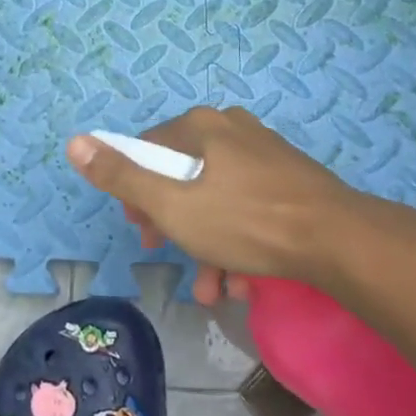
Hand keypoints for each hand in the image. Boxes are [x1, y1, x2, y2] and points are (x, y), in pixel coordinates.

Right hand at [66, 106, 415, 303]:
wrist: (340, 241)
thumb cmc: (247, 221)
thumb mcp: (173, 205)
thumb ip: (121, 177)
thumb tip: (74, 142)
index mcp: (201, 126)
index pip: (147, 150)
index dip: (135, 191)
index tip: (141, 229)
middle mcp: (231, 129)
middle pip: (182, 175)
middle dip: (173, 224)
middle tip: (170, 255)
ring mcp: (264, 152)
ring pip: (217, 198)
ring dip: (206, 245)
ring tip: (213, 289)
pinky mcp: (289, 178)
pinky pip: (248, 206)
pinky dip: (238, 241)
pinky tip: (244, 281)